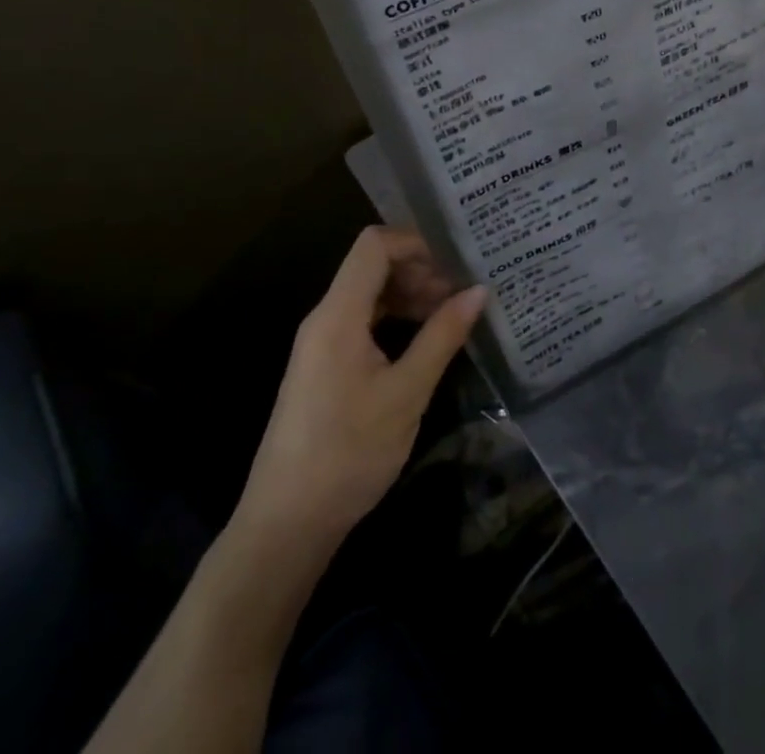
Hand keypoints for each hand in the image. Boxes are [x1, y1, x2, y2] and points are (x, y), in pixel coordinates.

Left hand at [233, 227, 486, 552]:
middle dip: (420, 269)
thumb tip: (479, 290)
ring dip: (410, 294)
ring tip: (451, 314)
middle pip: (372, 265)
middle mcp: (325, 317)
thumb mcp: (406, 393)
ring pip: (369, 294)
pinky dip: (395, 318)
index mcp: (338, 314)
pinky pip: (362, 321)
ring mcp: (321, 342)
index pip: (374, 245)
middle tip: (463, 290)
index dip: (416, 241)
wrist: (286, 523)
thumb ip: (442, 336)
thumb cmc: (348, 453)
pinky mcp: (324, 365)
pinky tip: (424, 339)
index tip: (457, 259)